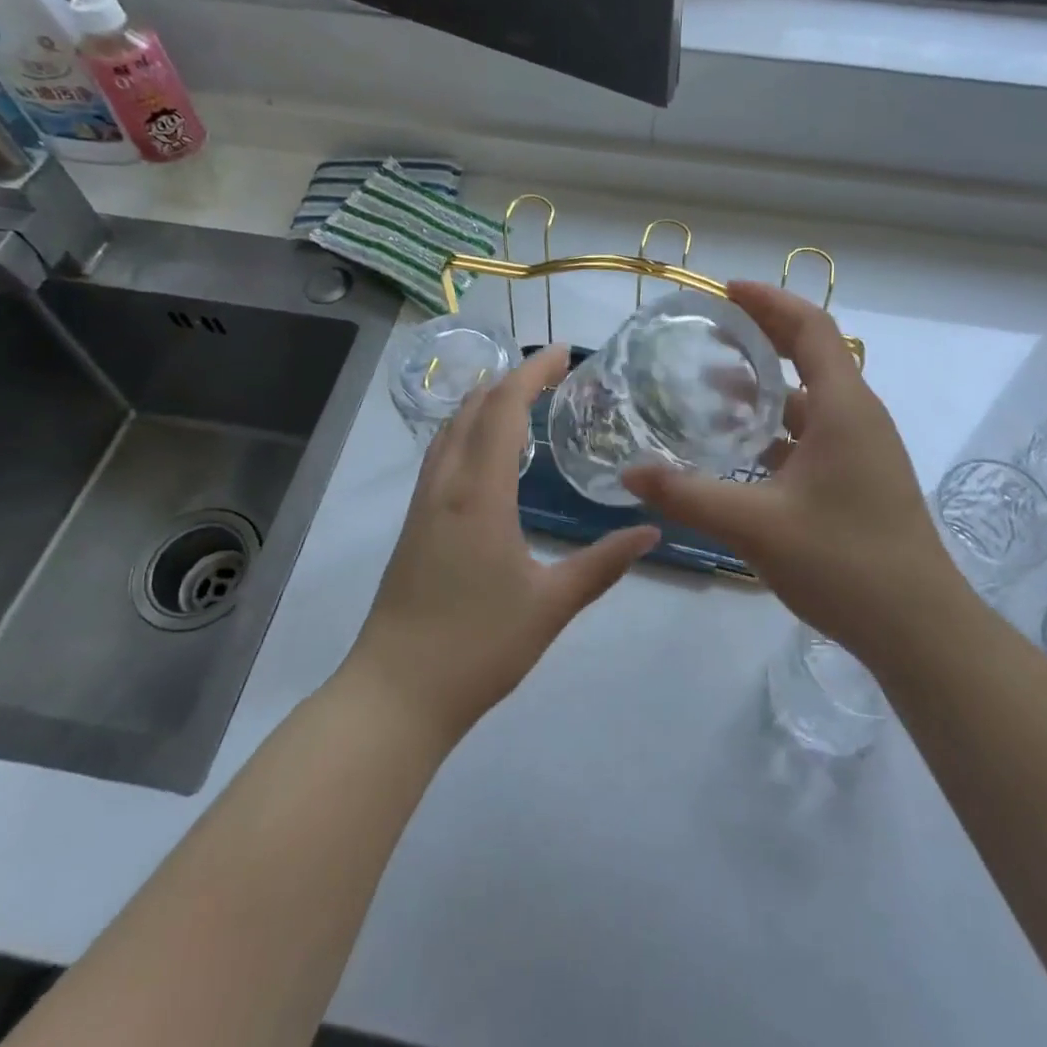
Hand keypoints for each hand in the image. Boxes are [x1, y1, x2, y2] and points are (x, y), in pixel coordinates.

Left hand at [347, 344, 659, 744]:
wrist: (395, 693)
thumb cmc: (477, 646)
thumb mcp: (551, 605)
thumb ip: (603, 564)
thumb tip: (652, 532)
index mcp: (480, 493)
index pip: (503, 409)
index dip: (532, 373)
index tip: (564, 352)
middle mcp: (446, 485)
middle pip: (472, 408)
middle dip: (510, 379)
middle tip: (552, 374)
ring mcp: (423, 503)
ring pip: (450, 429)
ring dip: (483, 402)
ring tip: (521, 400)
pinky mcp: (413, 524)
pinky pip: (441, 454)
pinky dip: (467, 431)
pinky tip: (487, 453)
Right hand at [624, 282, 959, 668]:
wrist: (919, 629)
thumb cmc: (845, 562)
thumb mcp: (756, 525)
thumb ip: (688, 495)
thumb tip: (629, 472)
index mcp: (843, 407)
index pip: (810, 327)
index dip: (768, 301)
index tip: (724, 291)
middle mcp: (857, 416)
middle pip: (810, 355)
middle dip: (761, 336)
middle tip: (709, 332)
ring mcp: (861, 449)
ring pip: (808, 399)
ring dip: (764, 387)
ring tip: (710, 388)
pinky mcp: (858, 478)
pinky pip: (812, 433)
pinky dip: (775, 428)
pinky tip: (738, 450)